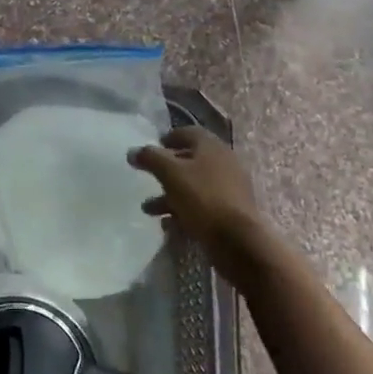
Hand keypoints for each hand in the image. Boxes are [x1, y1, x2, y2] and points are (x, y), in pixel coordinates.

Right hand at [129, 128, 264, 277]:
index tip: (152, 149)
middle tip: (148, 178)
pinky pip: (202, 206)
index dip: (168, 138)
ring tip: (149, 209)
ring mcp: (229, 189)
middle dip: (166, 171)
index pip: (187, 132)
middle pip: (190, 160)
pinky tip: (168, 224)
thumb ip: (150, 158)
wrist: (239, 241)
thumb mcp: (170, 173)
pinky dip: (184, 212)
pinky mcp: (230, 213)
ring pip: (194, 186)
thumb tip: (133, 151)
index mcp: (211, 147)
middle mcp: (224, 163)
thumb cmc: (203, 198)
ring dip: (170, 195)